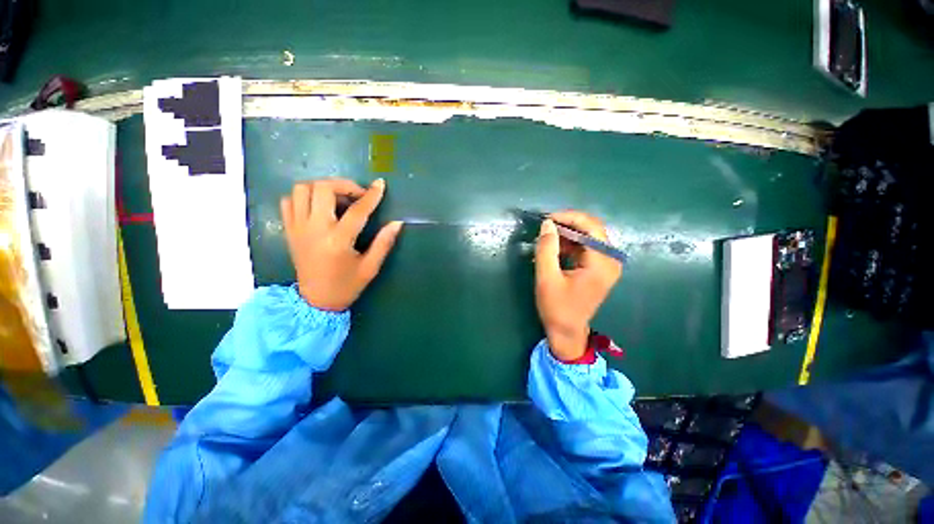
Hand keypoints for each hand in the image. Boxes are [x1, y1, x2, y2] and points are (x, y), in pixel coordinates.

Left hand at [280, 178, 402, 310]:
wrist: (315, 301)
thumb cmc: (347, 285)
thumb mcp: (371, 267)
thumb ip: (384, 243)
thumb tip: (397, 223)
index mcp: (338, 240)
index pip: (357, 210)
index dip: (371, 195)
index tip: (380, 184)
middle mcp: (315, 229)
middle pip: (323, 189)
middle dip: (344, 185)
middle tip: (357, 195)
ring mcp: (298, 228)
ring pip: (302, 189)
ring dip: (322, 188)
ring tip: (338, 199)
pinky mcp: (289, 230)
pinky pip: (289, 201)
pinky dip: (304, 197)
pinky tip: (319, 207)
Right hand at [534, 211, 621, 360]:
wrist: (567, 331)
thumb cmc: (556, 307)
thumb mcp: (546, 277)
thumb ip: (547, 249)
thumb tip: (547, 223)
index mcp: (602, 263)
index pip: (591, 227)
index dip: (569, 217)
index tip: (547, 219)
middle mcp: (611, 260)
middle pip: (593, 229)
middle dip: (568, 224)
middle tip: (546, 226)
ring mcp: (608, 264)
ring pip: (590, 236)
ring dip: (569, 233)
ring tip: (547, 237)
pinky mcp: (601, 268)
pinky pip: (587, 246)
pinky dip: (571, 243)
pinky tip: (556, 248)